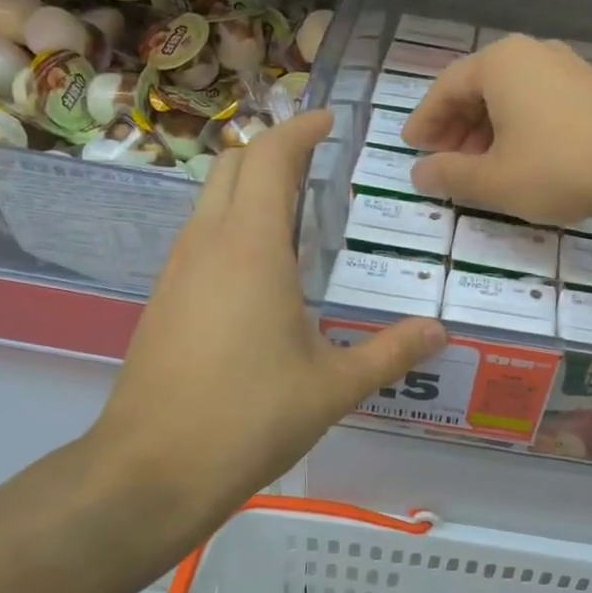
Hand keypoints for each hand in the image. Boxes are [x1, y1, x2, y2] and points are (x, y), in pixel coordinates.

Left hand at [91, 109, 444, 524]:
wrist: (151, 471)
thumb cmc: (250, 417)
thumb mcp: (334, 386)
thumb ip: (391, 352)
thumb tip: (440, 331)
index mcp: (253, 247)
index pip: (272, 157)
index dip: (302, 129)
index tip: (331, 121)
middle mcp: (209, 243)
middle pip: (233, 163)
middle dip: (275, 149)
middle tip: (319, 164)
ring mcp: (178, 269)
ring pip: (211, 197)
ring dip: (250, 186)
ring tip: (299, 212)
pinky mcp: (164, 298)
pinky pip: (200, 234)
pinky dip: (232, 223)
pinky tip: (263, 269)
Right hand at [403, 36, 591, 225]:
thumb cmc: (560, 167)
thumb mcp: (495, 180)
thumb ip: (450, 176)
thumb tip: (419, 174)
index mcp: (500, 63)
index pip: (446, 88)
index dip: (425, 121)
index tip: (412, 148)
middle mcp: (531, 53)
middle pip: (478, 88)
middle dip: (456, 128)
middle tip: (443, 161)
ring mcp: (566, 66)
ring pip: (510, 96)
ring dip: (486, 130)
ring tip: (479, 167)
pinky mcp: (591, 87)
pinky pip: (538, 101)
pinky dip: (518, 127)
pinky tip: (520, 158)